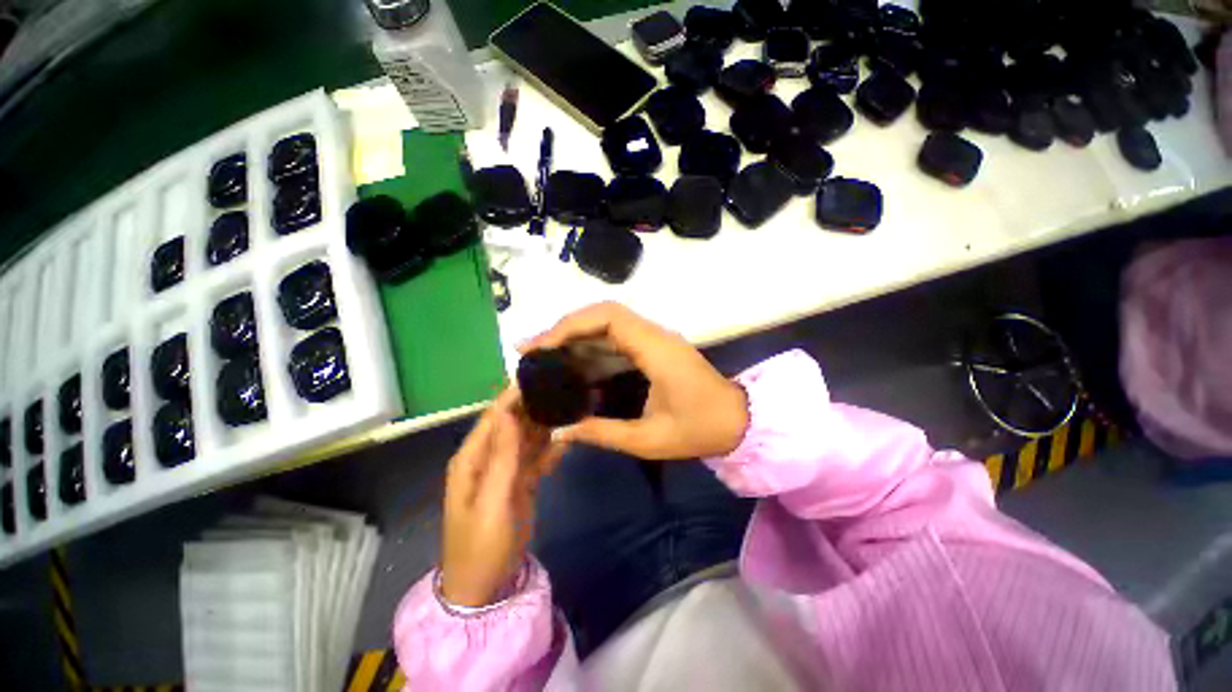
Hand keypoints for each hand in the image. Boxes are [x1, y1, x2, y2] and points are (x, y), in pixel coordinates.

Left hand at [440, 389, 565, 606]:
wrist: (485, 587)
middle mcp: (488, 457)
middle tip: (563, 388)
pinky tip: (570, 438)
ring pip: (528, 438)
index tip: (538, 375)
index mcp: (473, 458)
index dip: (514, 395)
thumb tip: (510, 414)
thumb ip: (502, 458)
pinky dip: (552, 449)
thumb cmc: (481, 546)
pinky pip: (538, 457)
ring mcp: (506, 469)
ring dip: (546, 424)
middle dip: (535, 406)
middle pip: (514, 423)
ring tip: (571, 406)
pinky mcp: (520, 481)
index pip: (495, 416)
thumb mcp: (492, 502)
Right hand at [521, 302, 748, 460]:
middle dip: (564, 328)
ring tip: (543, 356)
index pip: (607, 318)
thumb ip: (603, 433)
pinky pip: (616, 337)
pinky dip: (589, 345)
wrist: (738, 420)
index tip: (541, 347)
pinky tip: (572, 362)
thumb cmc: (700, 429)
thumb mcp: (649, 439)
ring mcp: (654, 339)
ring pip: (607, 323)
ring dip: (574, 335)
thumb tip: (560, 432)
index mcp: (655, 349)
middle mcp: (653, 335)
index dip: (570, 326)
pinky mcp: (653, 347)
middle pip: (603, 314)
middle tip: (532, 351)